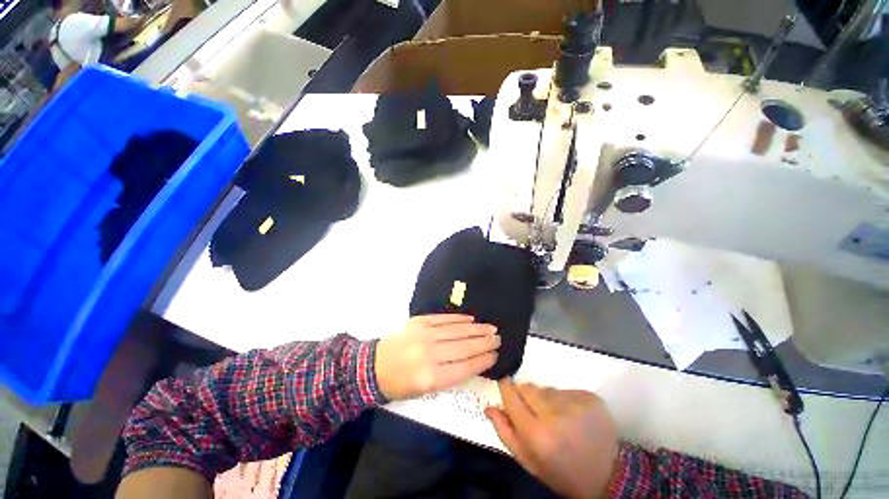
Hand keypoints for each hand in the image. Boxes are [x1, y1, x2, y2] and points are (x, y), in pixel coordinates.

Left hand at [375, 315, 498, 400]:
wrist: (374, 366)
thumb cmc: (400, 384)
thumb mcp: (425, 390)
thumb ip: (450, 376)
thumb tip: (472, 361)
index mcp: (431, 377)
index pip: (465, 367)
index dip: (483, 360)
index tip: (495, 355)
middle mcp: (430, 354)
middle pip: (464, 346)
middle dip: (484, 342)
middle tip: (498, 338)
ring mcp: (425, 334)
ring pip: (457, 330)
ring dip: (476, 329)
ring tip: (491, 328)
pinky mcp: (420, 322)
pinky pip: (444, 319)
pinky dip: (459, 319)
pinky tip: (471, 319)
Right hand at [485, 379, 618, 498]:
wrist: (607, 476)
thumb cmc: (561, 472)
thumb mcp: (529, 461)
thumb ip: (505, 432)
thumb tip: (489, 406)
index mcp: (537, 435)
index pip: (511, 396)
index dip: (506, 388)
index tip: (505, 386)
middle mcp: (555, 415)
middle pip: (528, 388)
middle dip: (526, 396)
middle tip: (535, 412)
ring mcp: (575, 404)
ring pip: (546, 389)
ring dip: (546, 400)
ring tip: (557, 418)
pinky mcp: (590, 398)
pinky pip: (565, 390)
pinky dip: (564, 400)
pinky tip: (572, 416)